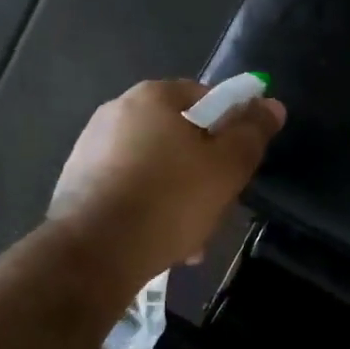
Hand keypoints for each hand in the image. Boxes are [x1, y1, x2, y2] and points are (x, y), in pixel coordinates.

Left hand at [50, 79, 284, 289]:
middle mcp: (117, 112)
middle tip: (218, 206)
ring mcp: (92, 148)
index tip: (239, 164)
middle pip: (180, 136)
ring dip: (179, 198)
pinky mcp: (78, 184)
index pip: (206, 97)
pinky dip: (149, 210)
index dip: (231, 128)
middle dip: (204, 172)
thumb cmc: (170, 200)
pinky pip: (130, 190)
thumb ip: (252, 133)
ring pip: (156, 169)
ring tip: (191, 238)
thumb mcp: (227, 167)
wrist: (95, 251)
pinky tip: (161, 242)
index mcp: (153, 97)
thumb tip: (271, 104)